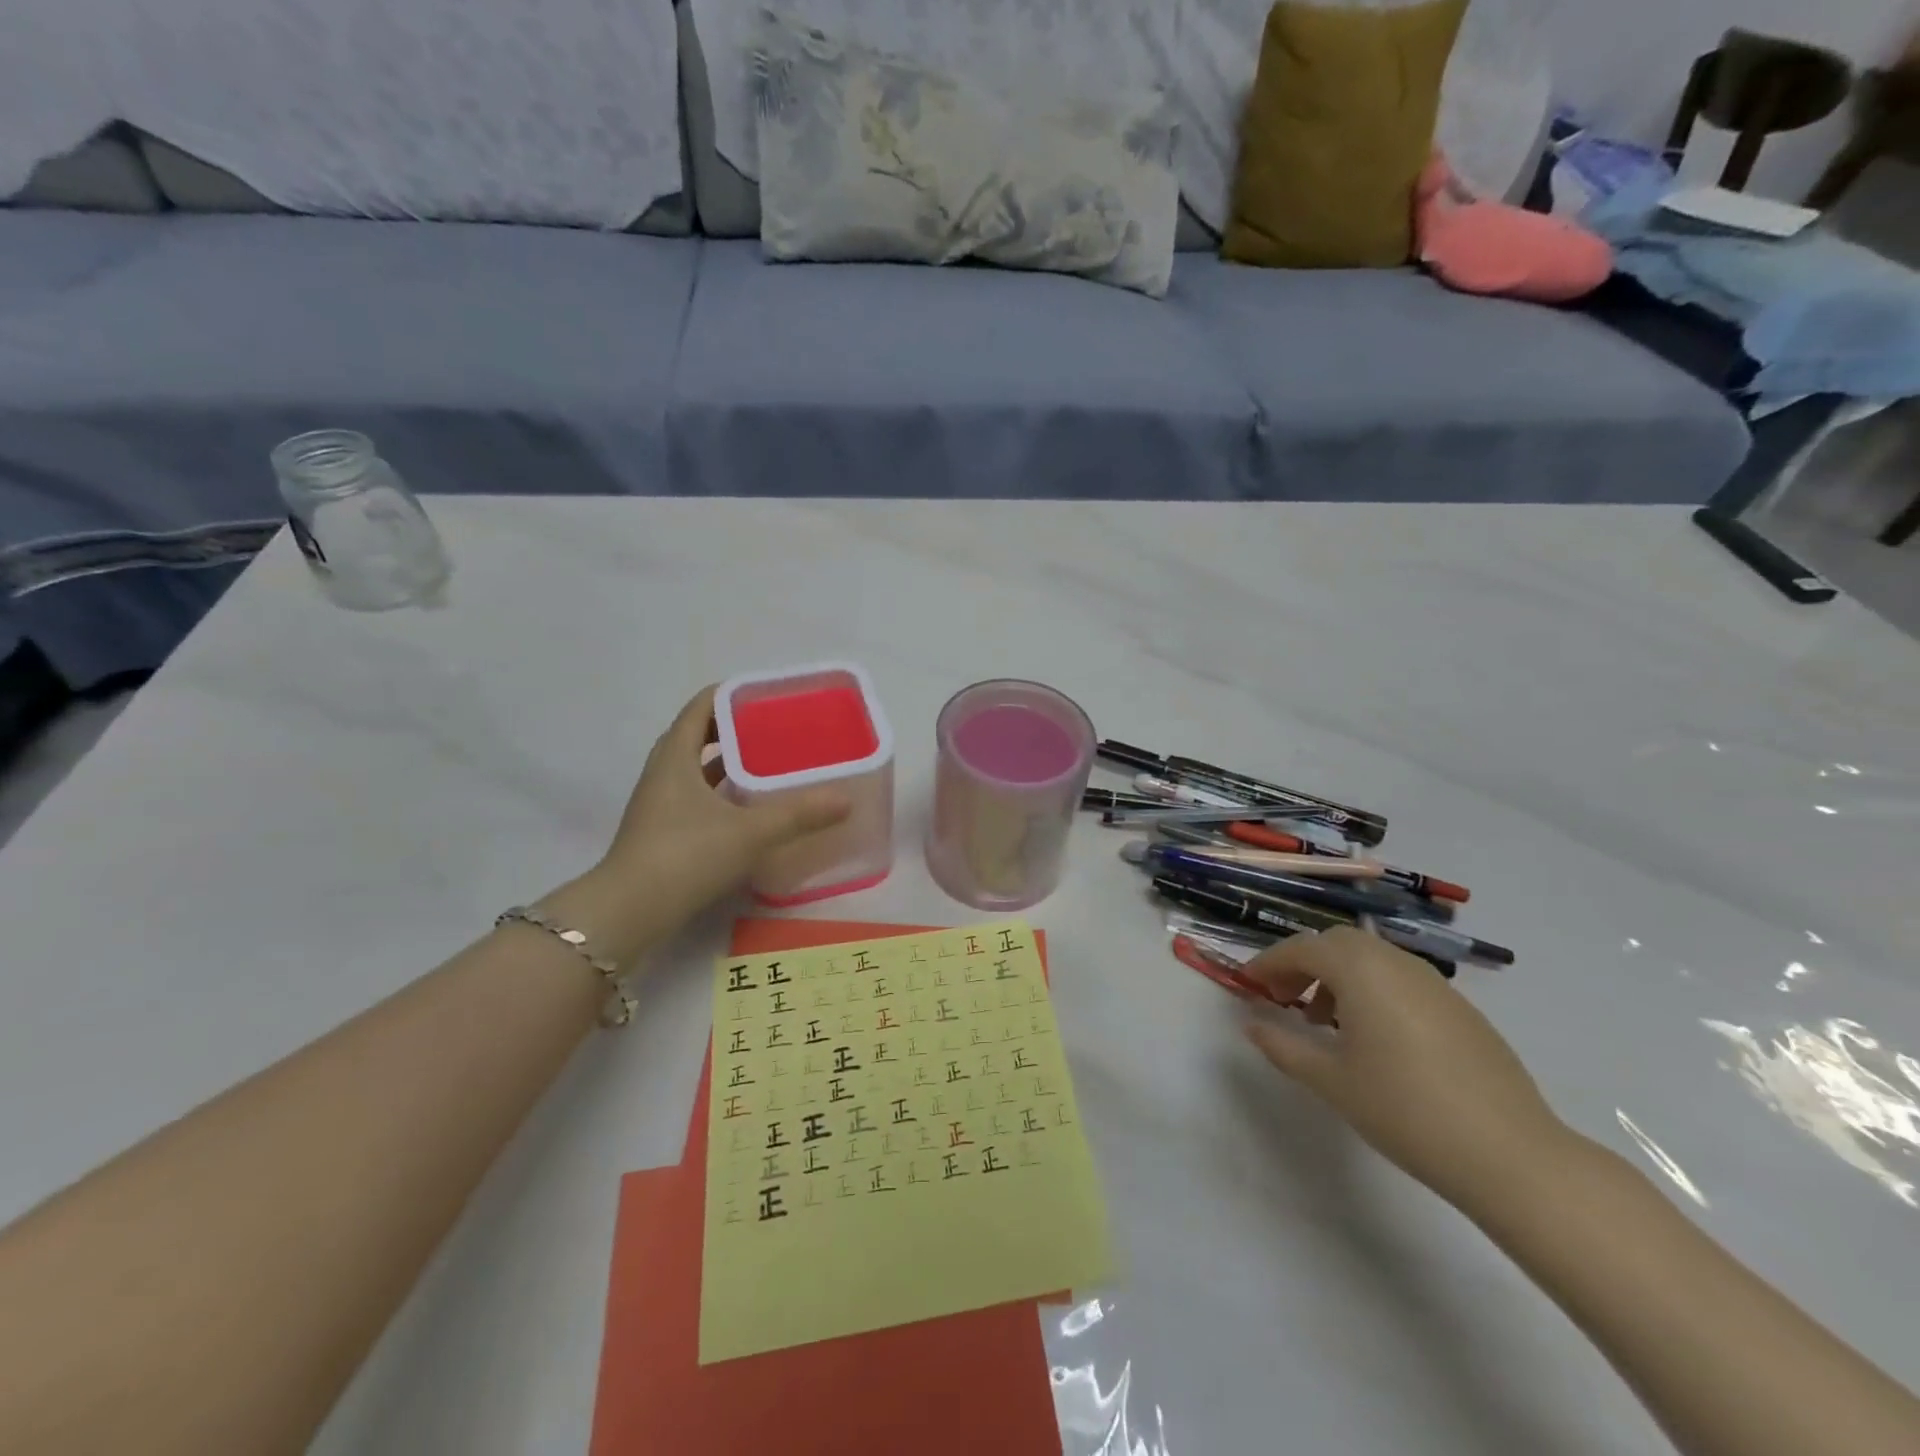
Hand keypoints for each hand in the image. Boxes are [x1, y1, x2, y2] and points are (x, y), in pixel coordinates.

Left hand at [583, 687, 849, 950]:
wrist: (629, 913)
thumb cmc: (686, 856)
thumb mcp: (749, 832)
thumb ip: (798, 814)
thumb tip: (846, 800)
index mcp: (676, 756)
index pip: (703, 706)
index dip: (734, 694)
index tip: (769, 695)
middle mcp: (664, 772)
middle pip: (700, 734)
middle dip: (737, 728)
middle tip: (778, 729)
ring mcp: (660, 803)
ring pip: (698, 769)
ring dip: (729, 763)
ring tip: (771, 763)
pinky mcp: (663, 831)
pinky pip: (698, 797)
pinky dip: (723, 794)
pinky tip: (751, 808)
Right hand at [1241, 927, 1569, 1212]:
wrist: (1511, 1155)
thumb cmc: (1405, 1110)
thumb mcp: (1331, 1080)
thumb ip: (1284, 1046)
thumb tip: (1252, 1025)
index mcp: (1361, 970)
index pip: (1302, 949)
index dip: (1269, 963)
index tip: (1248, 986)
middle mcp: (1396, 963)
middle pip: (1337, 944)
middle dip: (1303, 964)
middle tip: (1283, 999)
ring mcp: (1434, 984)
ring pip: (1371, 959)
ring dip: (1338, 977)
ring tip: (1324, 1023)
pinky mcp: (1460, 1009)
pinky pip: (1400, 980)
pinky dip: (1372, 991)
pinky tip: (1372, 1039)